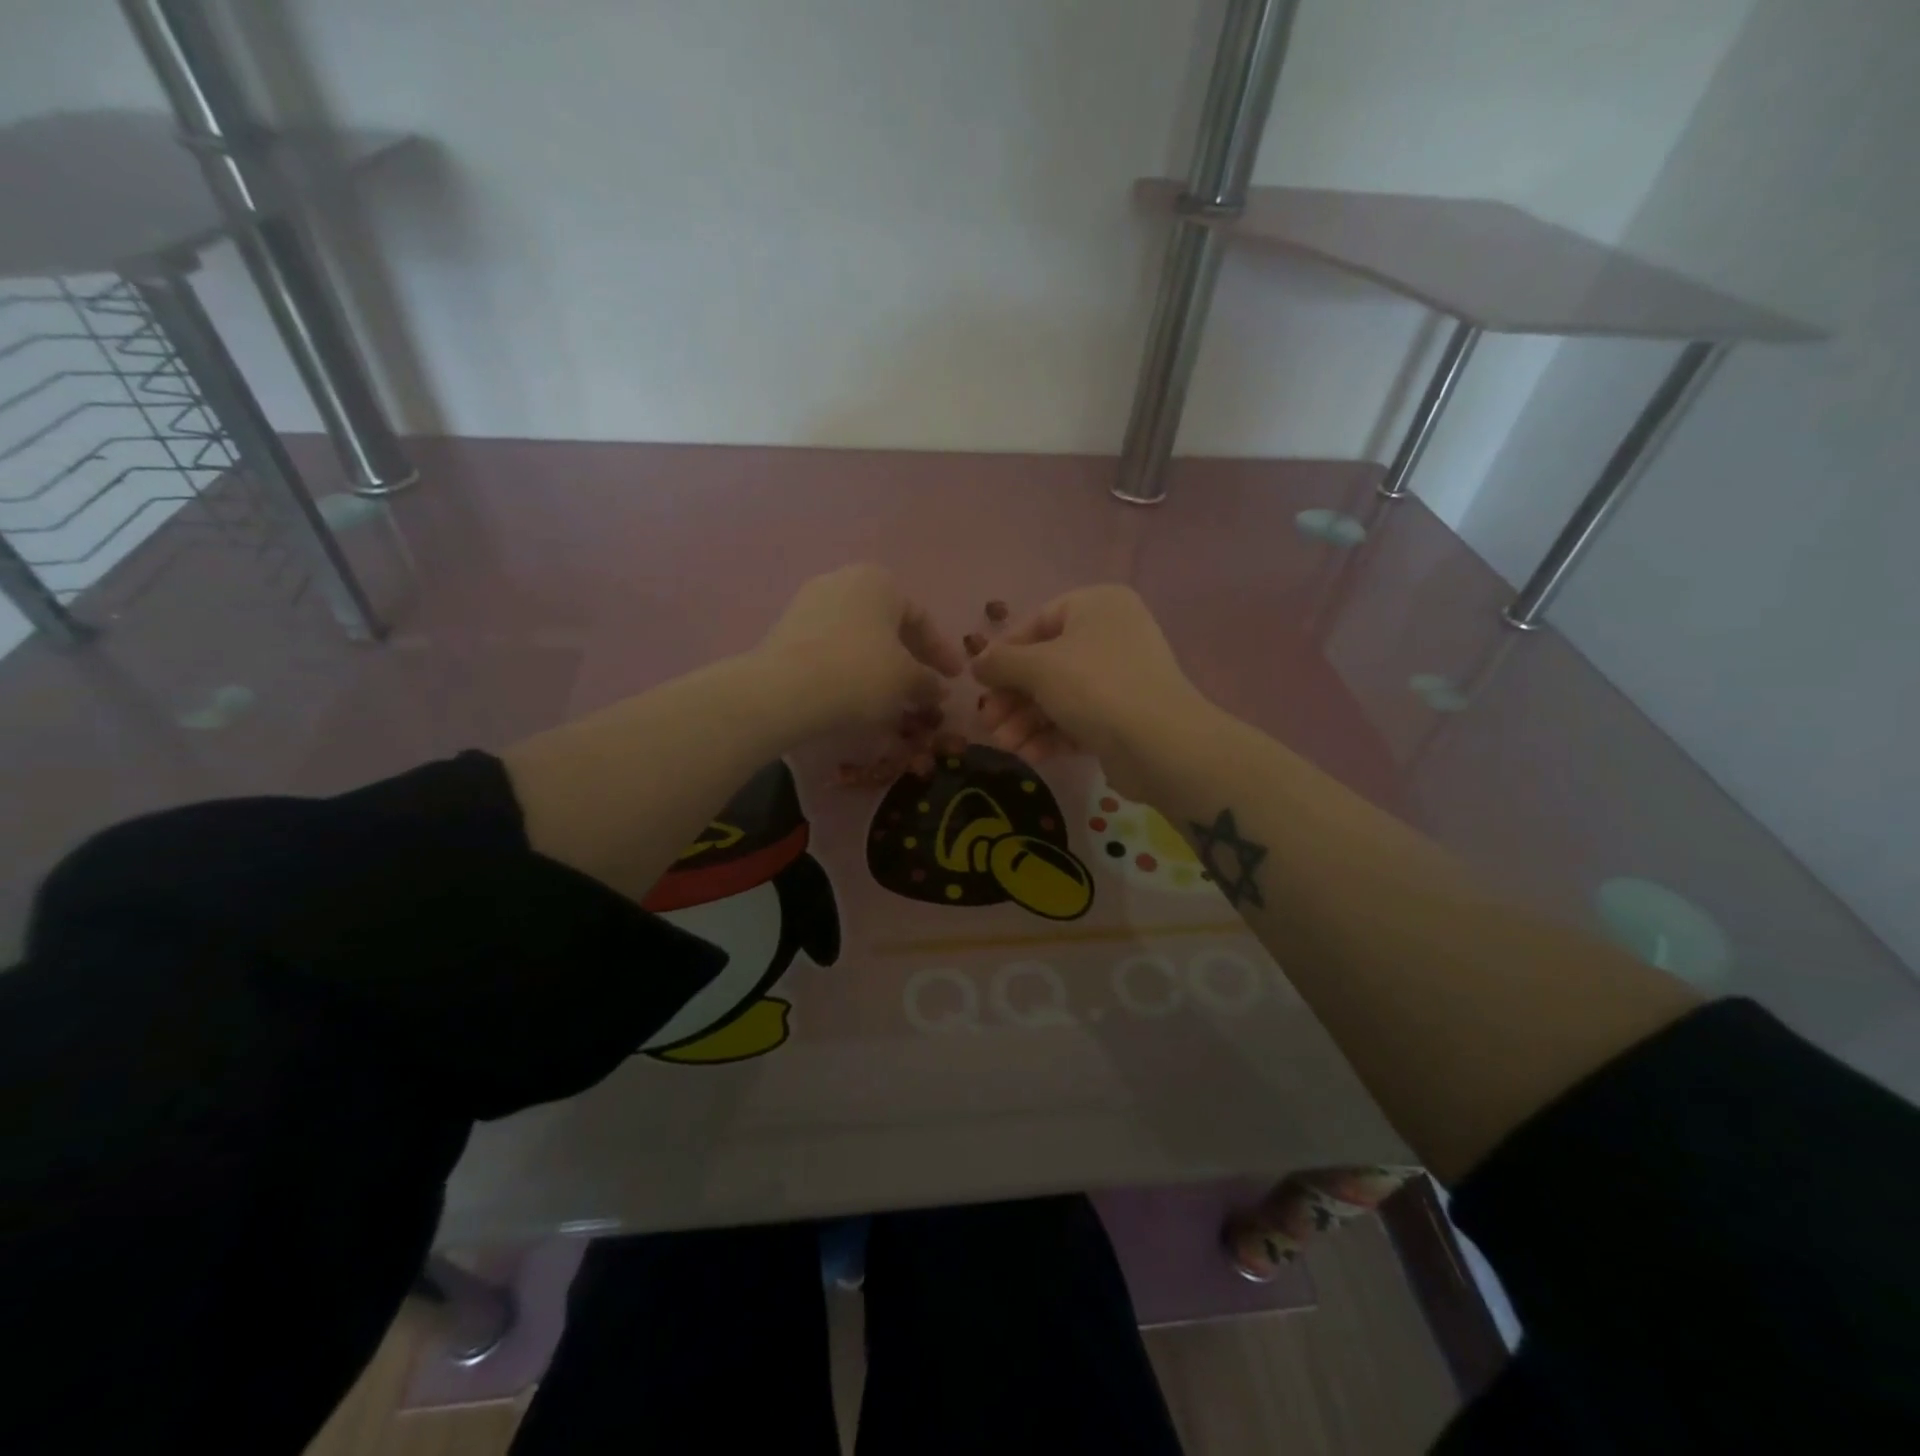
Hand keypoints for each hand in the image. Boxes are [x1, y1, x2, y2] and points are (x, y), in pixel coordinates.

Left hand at [755, 565, 965, 737]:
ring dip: (878, 665)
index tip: (954, 679)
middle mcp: (843, 581)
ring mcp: (809, 603)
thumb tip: (938, 689)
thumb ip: (927, 681)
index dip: (941, 652)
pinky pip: (831, 648)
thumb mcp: (906, 680)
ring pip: (858, 636)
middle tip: (924, 687)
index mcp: (879, 581)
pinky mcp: (786, 630)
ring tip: (891, 696)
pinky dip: (849, 668)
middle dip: (908, 657)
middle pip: (887, 624)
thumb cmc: (860, 673)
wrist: (784, 690)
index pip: (920, 619)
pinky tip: (856, 695)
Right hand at [971, 585, 1210, 797]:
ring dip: (1027, 721)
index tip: (981, 683)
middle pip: (1046, 664)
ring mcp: (1120, 676)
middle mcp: (1112, 634)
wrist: (1160, 744)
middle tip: (988, 723)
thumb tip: (976, 662)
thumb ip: (1001, 662)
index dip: (1004, 653)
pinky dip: (1052, 734)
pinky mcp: (1124, 716)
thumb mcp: (1038, 667)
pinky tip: (1031, 755)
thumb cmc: (1095, 686)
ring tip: (1006, 746)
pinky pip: (1078, 718)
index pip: (1038, 621)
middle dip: (1013, 697)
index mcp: (1097, 606)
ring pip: (1059, 695)